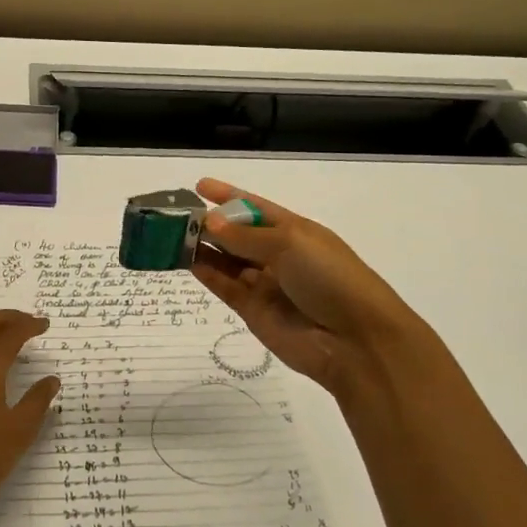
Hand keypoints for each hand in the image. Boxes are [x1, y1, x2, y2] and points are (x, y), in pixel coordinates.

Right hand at [191, 178, 436, 397]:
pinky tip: (185, 261)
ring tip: (171, 236)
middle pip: (237, 235)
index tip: (199, 185)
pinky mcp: (253, 311)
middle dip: (210, 223)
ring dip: (203, 248)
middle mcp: (278, 255)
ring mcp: (265, 284)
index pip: (256, 207)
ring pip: (227, 261)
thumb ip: (245, 235)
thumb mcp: (290, 244)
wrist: (355, 340)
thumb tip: (209, 222)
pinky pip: (224, 286)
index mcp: (295, 231)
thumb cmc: (330, 277)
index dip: (229, 196)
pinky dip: (206, 273)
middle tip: (175, 215)